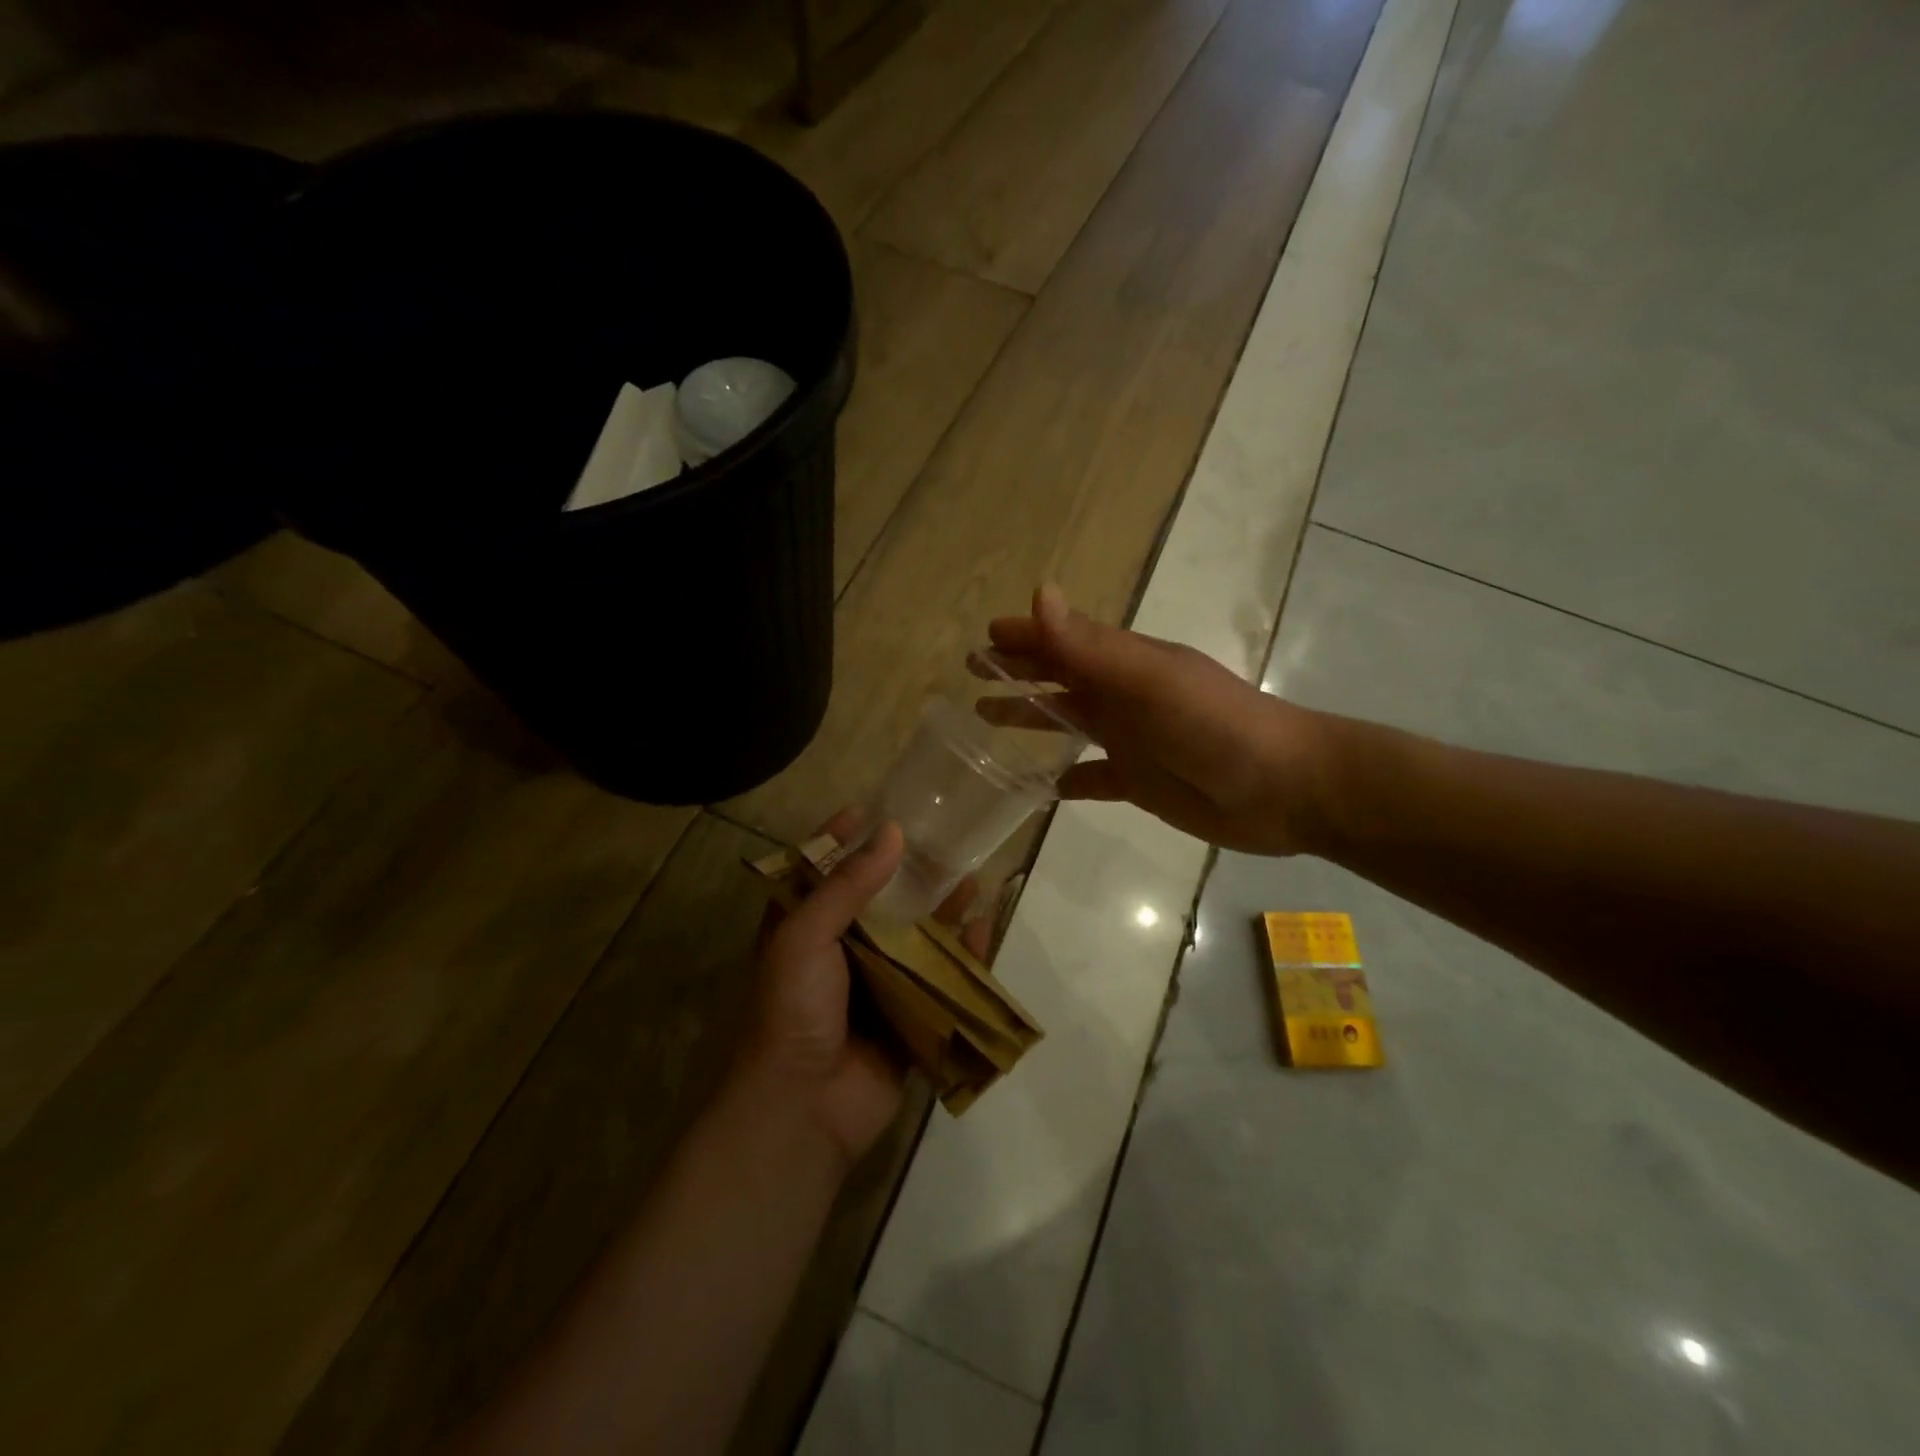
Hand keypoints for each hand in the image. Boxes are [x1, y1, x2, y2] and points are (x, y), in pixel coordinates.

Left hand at [746, 811, 995, 1166]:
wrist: (804, 1108)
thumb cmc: (793, 1008)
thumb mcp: (806, 936)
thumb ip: (847, 885)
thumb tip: (892, 833)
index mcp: (801, 931)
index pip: (819, 873)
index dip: (838, 840)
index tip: (867, 811)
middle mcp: (838, 953)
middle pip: (875, 901)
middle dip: (905, 873)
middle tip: (938, 839)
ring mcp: (876, 986)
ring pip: (913, 937)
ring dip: (941, 909)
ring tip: (970, 874)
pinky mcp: (908, 1016)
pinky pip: (940, 979)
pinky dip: (962, 955)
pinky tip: (983, 927)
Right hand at [983, 584, 1333, 856]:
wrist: (1285, 788)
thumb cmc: (1216, 726)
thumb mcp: (1150, 681)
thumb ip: (1091, 647)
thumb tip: (1038, 593)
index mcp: (1125, 664)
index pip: (1064, 640)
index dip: (1025, 635)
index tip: (984, 636)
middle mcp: (1122, 696)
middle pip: (1059, 677)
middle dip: (1017, 671)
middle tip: (972, 672)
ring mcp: (1130, 740)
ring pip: (1067, 722)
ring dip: (1030, 716)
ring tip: (985, 718)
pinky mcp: (1138, 782)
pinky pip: (1090, 778)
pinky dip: (1065, 780)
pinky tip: (1039, 786)